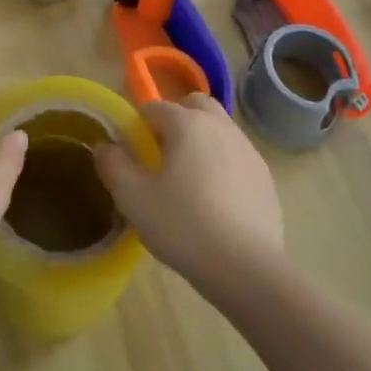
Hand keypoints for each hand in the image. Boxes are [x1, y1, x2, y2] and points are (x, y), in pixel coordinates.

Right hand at [94, 94, 283, 296]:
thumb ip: (114, 165)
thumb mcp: (133, 198)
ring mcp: (247, 149)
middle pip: (194, 105)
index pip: (154, 107)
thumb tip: (104, 146)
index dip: (139, 127)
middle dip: (176, 119)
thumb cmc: (183, 225)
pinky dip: (223, 164)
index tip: (134, 156)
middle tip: (163, 156)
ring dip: (202, 140)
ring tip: (190, 180)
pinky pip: (237, 156)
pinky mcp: (265, 175)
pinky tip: (216, 201)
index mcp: (187, 123)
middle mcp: (219, 126)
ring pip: (219, 128)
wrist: (246, 266)